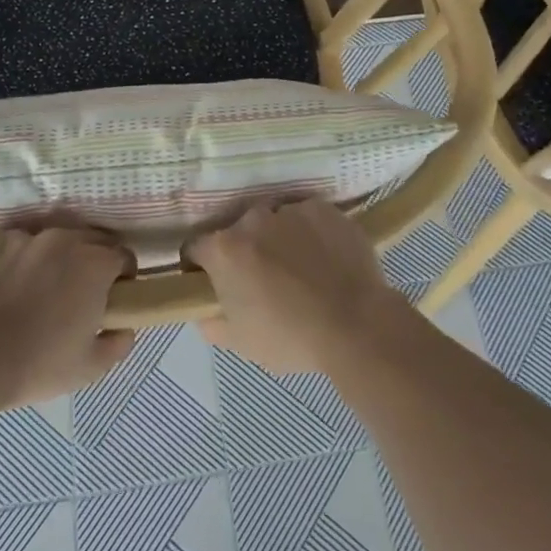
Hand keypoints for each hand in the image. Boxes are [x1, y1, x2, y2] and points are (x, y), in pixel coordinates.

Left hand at [0, 223, 135, 410]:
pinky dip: (7, 258)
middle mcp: (62, 238)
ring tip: (27, 290)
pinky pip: (7, 242)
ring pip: (45, 239)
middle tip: (71, 293)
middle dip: (87, 261)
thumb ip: (118, 344)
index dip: (120, 276)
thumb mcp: (87, 369)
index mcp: (93, 265)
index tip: (110, 296)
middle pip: (87, 239)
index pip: (122, 256)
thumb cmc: (30, 368)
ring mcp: (20, 234)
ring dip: (46, 258)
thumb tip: (125, 326)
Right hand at [185, 199, 413, 374]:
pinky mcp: (323, 208)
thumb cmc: (291, 337)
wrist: (356, 323)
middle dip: (244, 250)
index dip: (200, 265)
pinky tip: (324, 257)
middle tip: (263, 278)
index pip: (195, 248)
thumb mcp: (240, 342)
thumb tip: (203, 310)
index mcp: (224, 249)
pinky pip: (306, 217)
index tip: (212, 281)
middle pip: (237, 231)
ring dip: (278, 238)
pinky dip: (310, 232)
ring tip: (300, 267)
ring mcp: (290, 209)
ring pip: (274, 221)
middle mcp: (252, 219)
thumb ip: (211, 322)